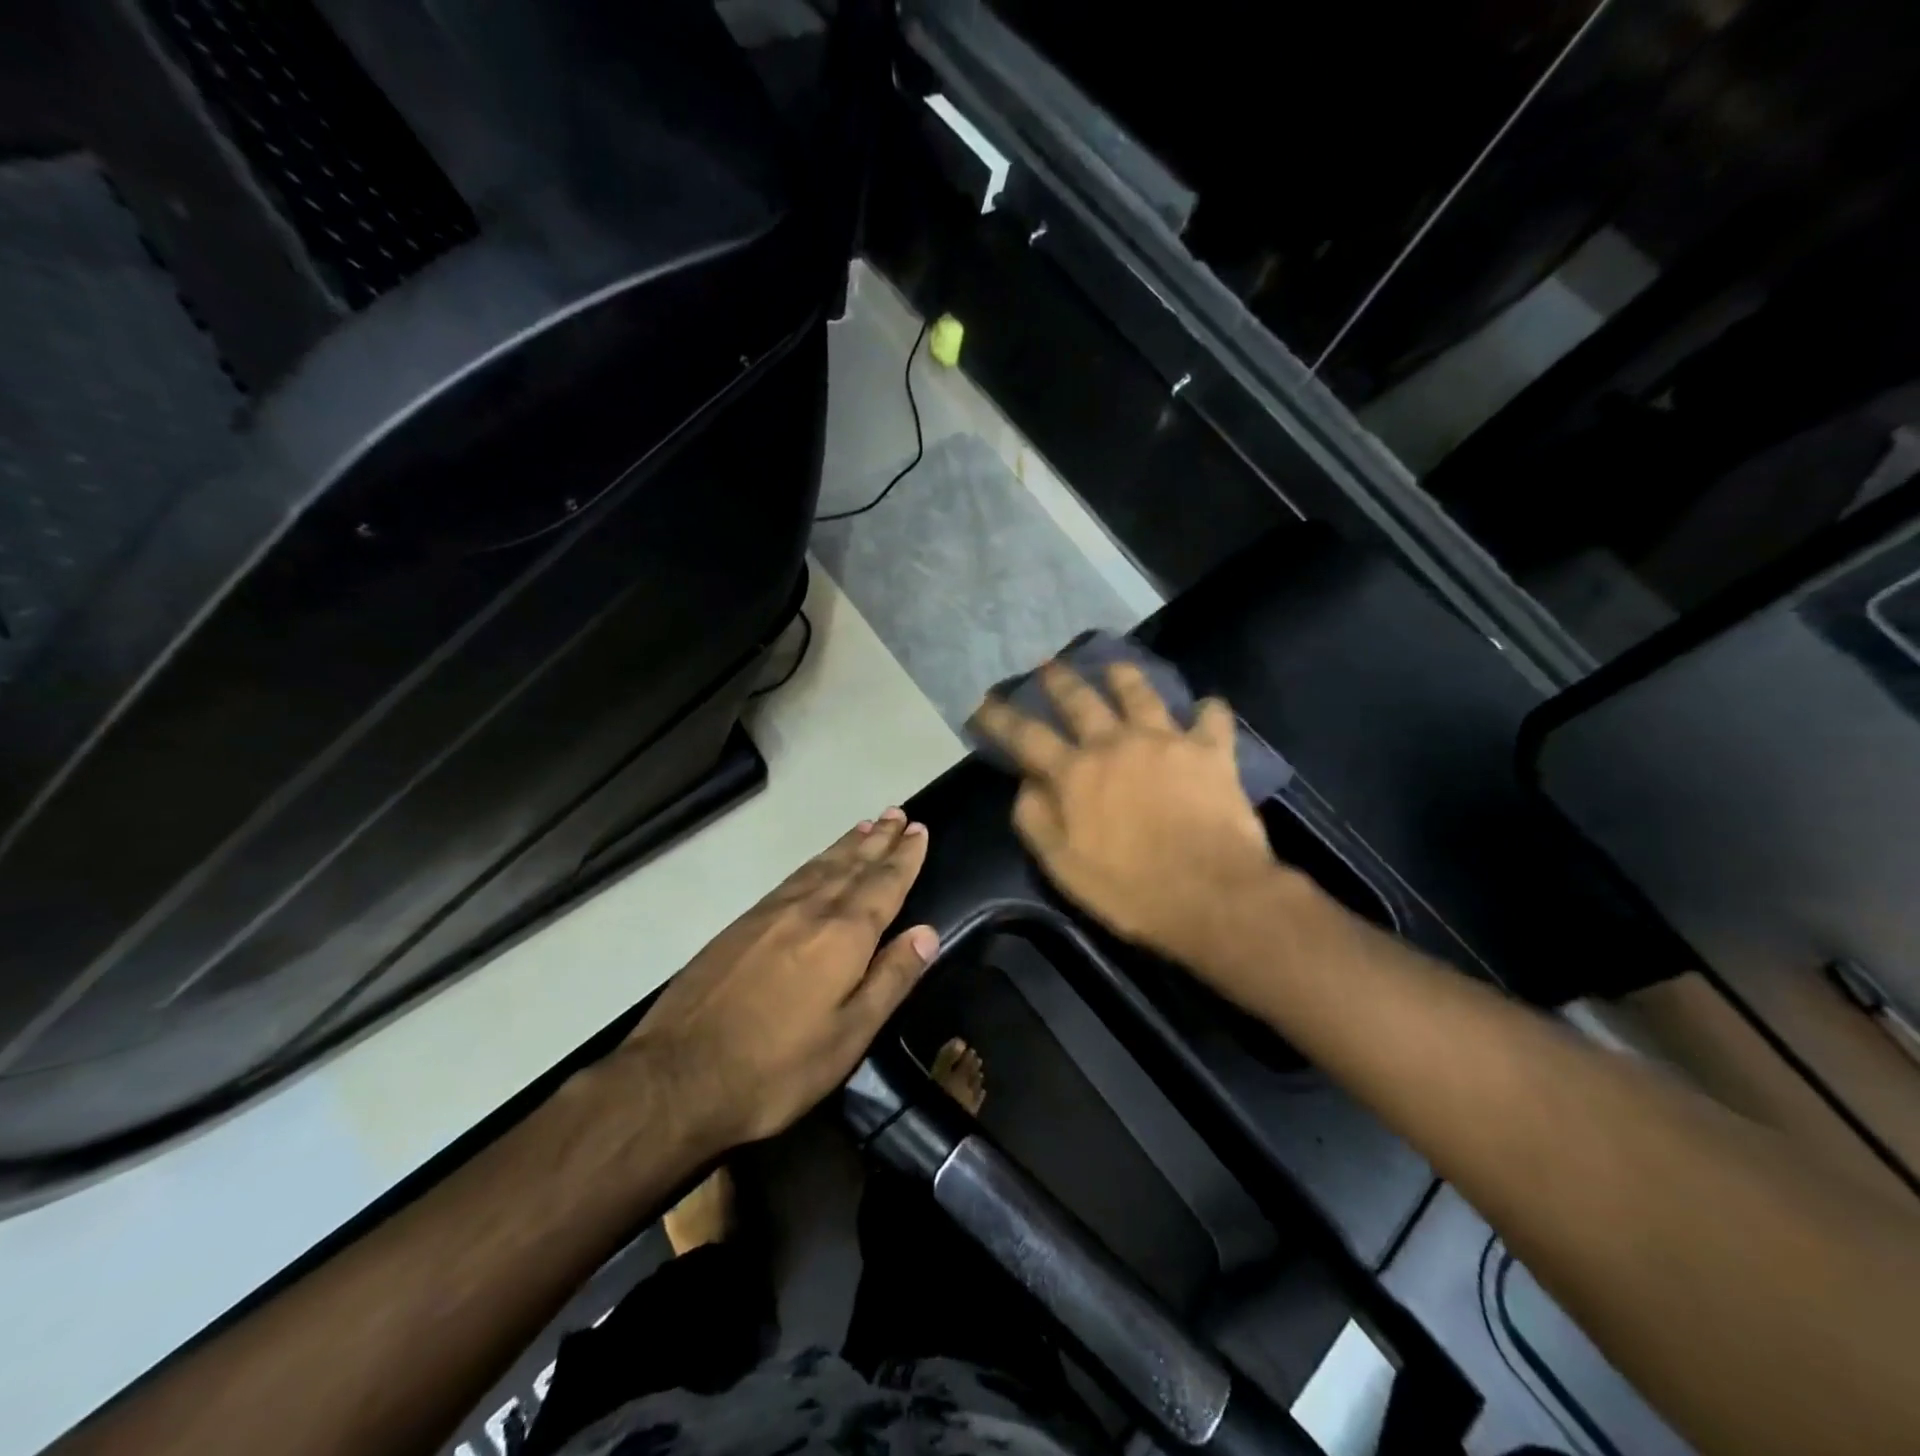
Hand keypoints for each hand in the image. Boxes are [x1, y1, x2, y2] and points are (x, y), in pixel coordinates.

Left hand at [623, 810, 937, 1152]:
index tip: (920, 829)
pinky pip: (792, 878)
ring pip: (820, 867)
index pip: (884, 885)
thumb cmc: (776, 1067)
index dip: (905, 857)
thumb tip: (927, 933)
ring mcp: (771, 914)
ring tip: (866, 825)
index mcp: (843, 937)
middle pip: (853, 865)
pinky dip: (815, 862)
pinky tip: (818, 864)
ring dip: (848, 844)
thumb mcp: (848, 1036)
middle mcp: (810, 911)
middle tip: (898, 812)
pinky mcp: (742, 924)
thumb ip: (890, 980)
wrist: (677, 1076)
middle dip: (879, 839)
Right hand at [972, 662, 1291, 971]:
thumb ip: (1036, 820)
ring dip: (1125, 677)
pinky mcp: (1210, 752)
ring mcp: (1165, 742)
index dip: (1003, 718)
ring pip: (1141, 695)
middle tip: (1049, 665)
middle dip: (1061, 681)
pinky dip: (1209, 711)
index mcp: (1075, 774)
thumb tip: (1026, 784)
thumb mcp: (1063, 866)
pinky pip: (1212, 719)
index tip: (986, 702)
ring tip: (1116, 666)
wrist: (1211, 894)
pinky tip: (1208, 706)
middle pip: (1082, 701)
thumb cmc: (1130, 889)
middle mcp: (1115, 744)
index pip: (1027, 737)